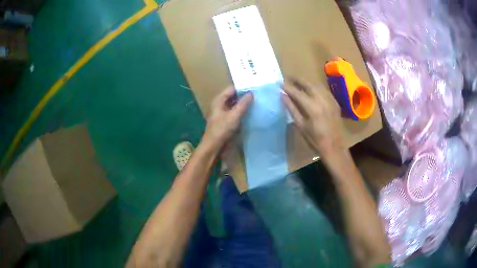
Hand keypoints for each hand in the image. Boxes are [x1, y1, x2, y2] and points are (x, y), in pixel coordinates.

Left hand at [202, 86, 252, 152]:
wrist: (213, 147)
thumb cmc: (222, 130)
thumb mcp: (234, 115)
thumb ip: (243, 104)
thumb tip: (251, 93)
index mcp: (219, 100)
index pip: (232, 89)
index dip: (243, 88)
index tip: (255, 88)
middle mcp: (220, 105)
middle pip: (234, 96)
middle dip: (244, 96)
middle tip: (258, 95)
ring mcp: (223, 113)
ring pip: (235, 105)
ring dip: (244, 104)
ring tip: (257, 102)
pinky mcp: (226, 121)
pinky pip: (236, 113)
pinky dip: (242, 112)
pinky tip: (251, 113)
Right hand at [282, 79, 343, 155]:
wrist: (334, 147)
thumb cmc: (315, 139)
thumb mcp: (301, 125)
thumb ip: (292, 108)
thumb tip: (283, 95)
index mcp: (312, 107)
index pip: (297, 92)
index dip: (287, 87)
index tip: (279, 83)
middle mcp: (322, 100)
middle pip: (308, 84)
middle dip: (297, 80)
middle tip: (288, 78)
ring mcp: (330, 100)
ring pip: (317, 85)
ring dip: (307, 82)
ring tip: (298, 82)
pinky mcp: (335, 102)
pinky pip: (324, 90)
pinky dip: (315, 87)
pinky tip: (311, 89)